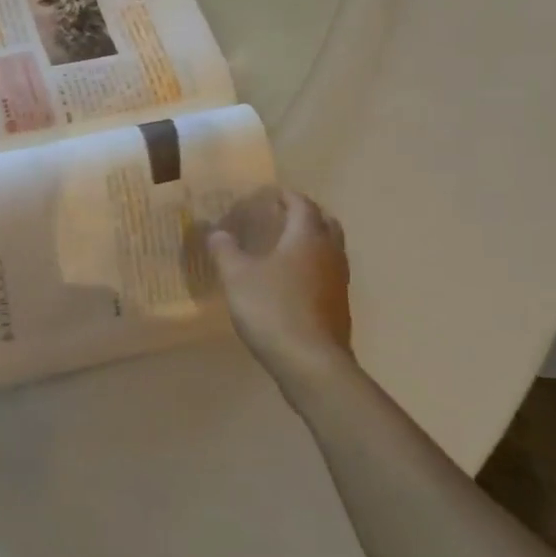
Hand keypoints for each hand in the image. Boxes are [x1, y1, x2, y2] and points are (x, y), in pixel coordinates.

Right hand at [208, 188, 353, 395]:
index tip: (268, 193)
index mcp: (307, 238)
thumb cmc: (272, 308)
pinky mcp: (339, 305)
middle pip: (325, 222)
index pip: (302, 205)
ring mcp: (339, 281)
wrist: (310, 362)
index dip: (286, 196)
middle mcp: (329, 253)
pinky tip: (290, 279)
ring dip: (311, 240)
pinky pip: (328, 272)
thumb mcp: (236, 276)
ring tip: (284, 245)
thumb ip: (225, 249)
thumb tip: (216, 231)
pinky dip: (312, 265)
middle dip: (305, 214)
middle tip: (280, 215)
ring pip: (330, 249)